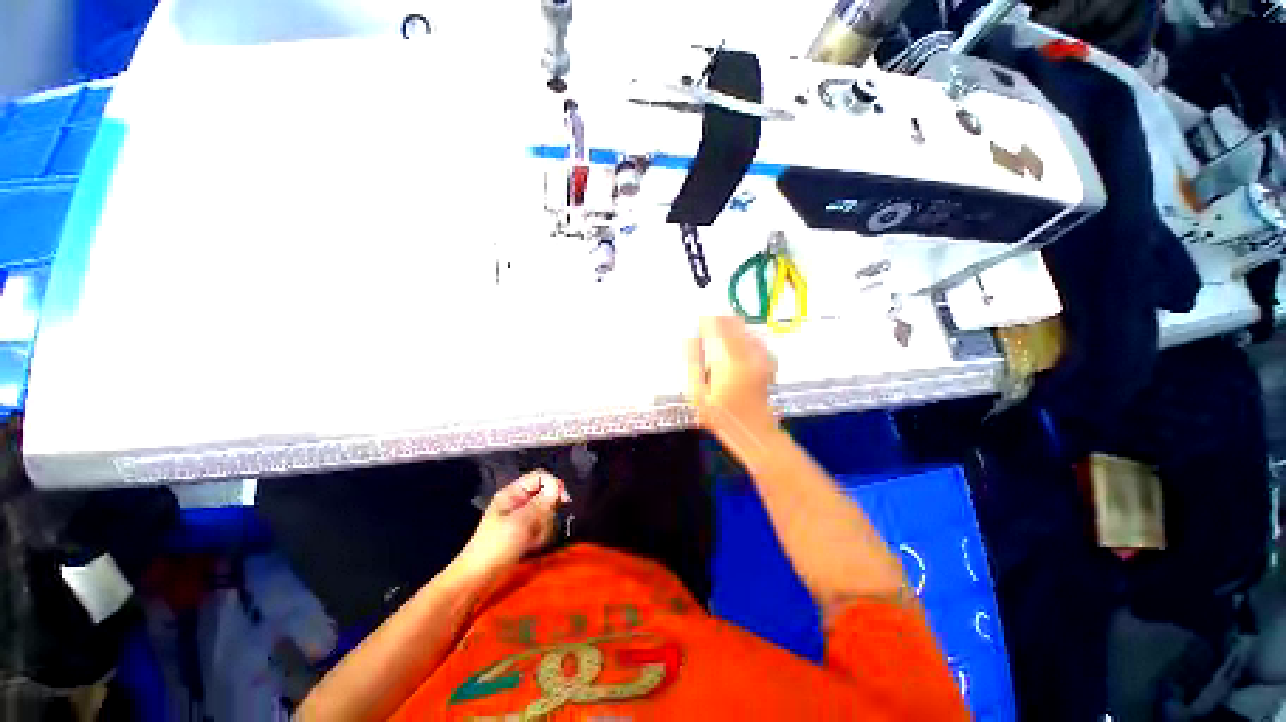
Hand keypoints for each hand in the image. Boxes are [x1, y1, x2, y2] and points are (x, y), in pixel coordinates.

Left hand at [454, 470, 568, 577]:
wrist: (478, 578)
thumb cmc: (495, 546)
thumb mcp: (519, 522)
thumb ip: (540, 503)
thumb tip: (558, 488)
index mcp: (513, 493)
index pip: (540, 476)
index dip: (553, 484)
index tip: (563, 500)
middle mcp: (519, 501)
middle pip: (546, 494)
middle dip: (548, 511)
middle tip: (541, 526)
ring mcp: (522, 517)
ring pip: (546, 512)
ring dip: (545, 526)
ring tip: (534, 540)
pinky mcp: (525, 532)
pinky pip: (542, 527)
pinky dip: (541, 536)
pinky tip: (532, 546)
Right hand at [687, 316, 778, 440]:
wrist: (754, 432)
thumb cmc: (722, 416)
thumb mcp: (698, 393)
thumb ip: (693, 363)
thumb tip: (689, 338)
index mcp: (730, 360)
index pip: (718, 326)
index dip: (706, 319)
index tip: (697, 319)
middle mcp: (749, 353)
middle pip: (733, 322)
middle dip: (718, 320)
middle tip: (707, 327)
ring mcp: (761, 357)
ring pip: (745, 329)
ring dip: (731, 328)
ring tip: (718, 337)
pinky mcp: (767, 362)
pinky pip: (755, 339)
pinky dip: (743, 337)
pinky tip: (734, 347)